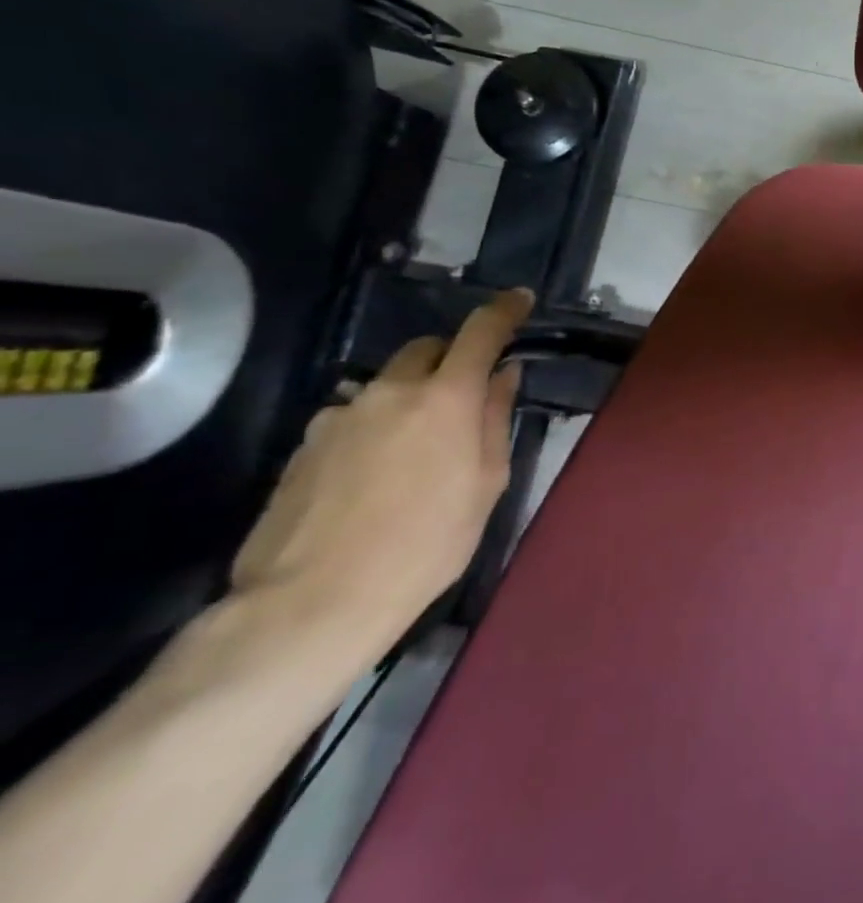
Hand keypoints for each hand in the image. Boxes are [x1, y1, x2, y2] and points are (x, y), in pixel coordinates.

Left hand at [230, 289, 534, 656]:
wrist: (314, 601)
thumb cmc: (427, 543)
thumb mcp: (486, 484)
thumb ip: (495, 420)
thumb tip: (502, 376)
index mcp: (446, 398)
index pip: (480, 333)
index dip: (504, 311)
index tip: (519, 300)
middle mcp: (390, 392)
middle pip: (426, 350)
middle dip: (451, 360)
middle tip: (465, 398)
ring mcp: (338, 416)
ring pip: (386, 387)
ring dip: (408, 400)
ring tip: (414, 453)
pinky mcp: (303, 445)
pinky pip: (352, 419)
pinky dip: (373, 429)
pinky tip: (372, 477)